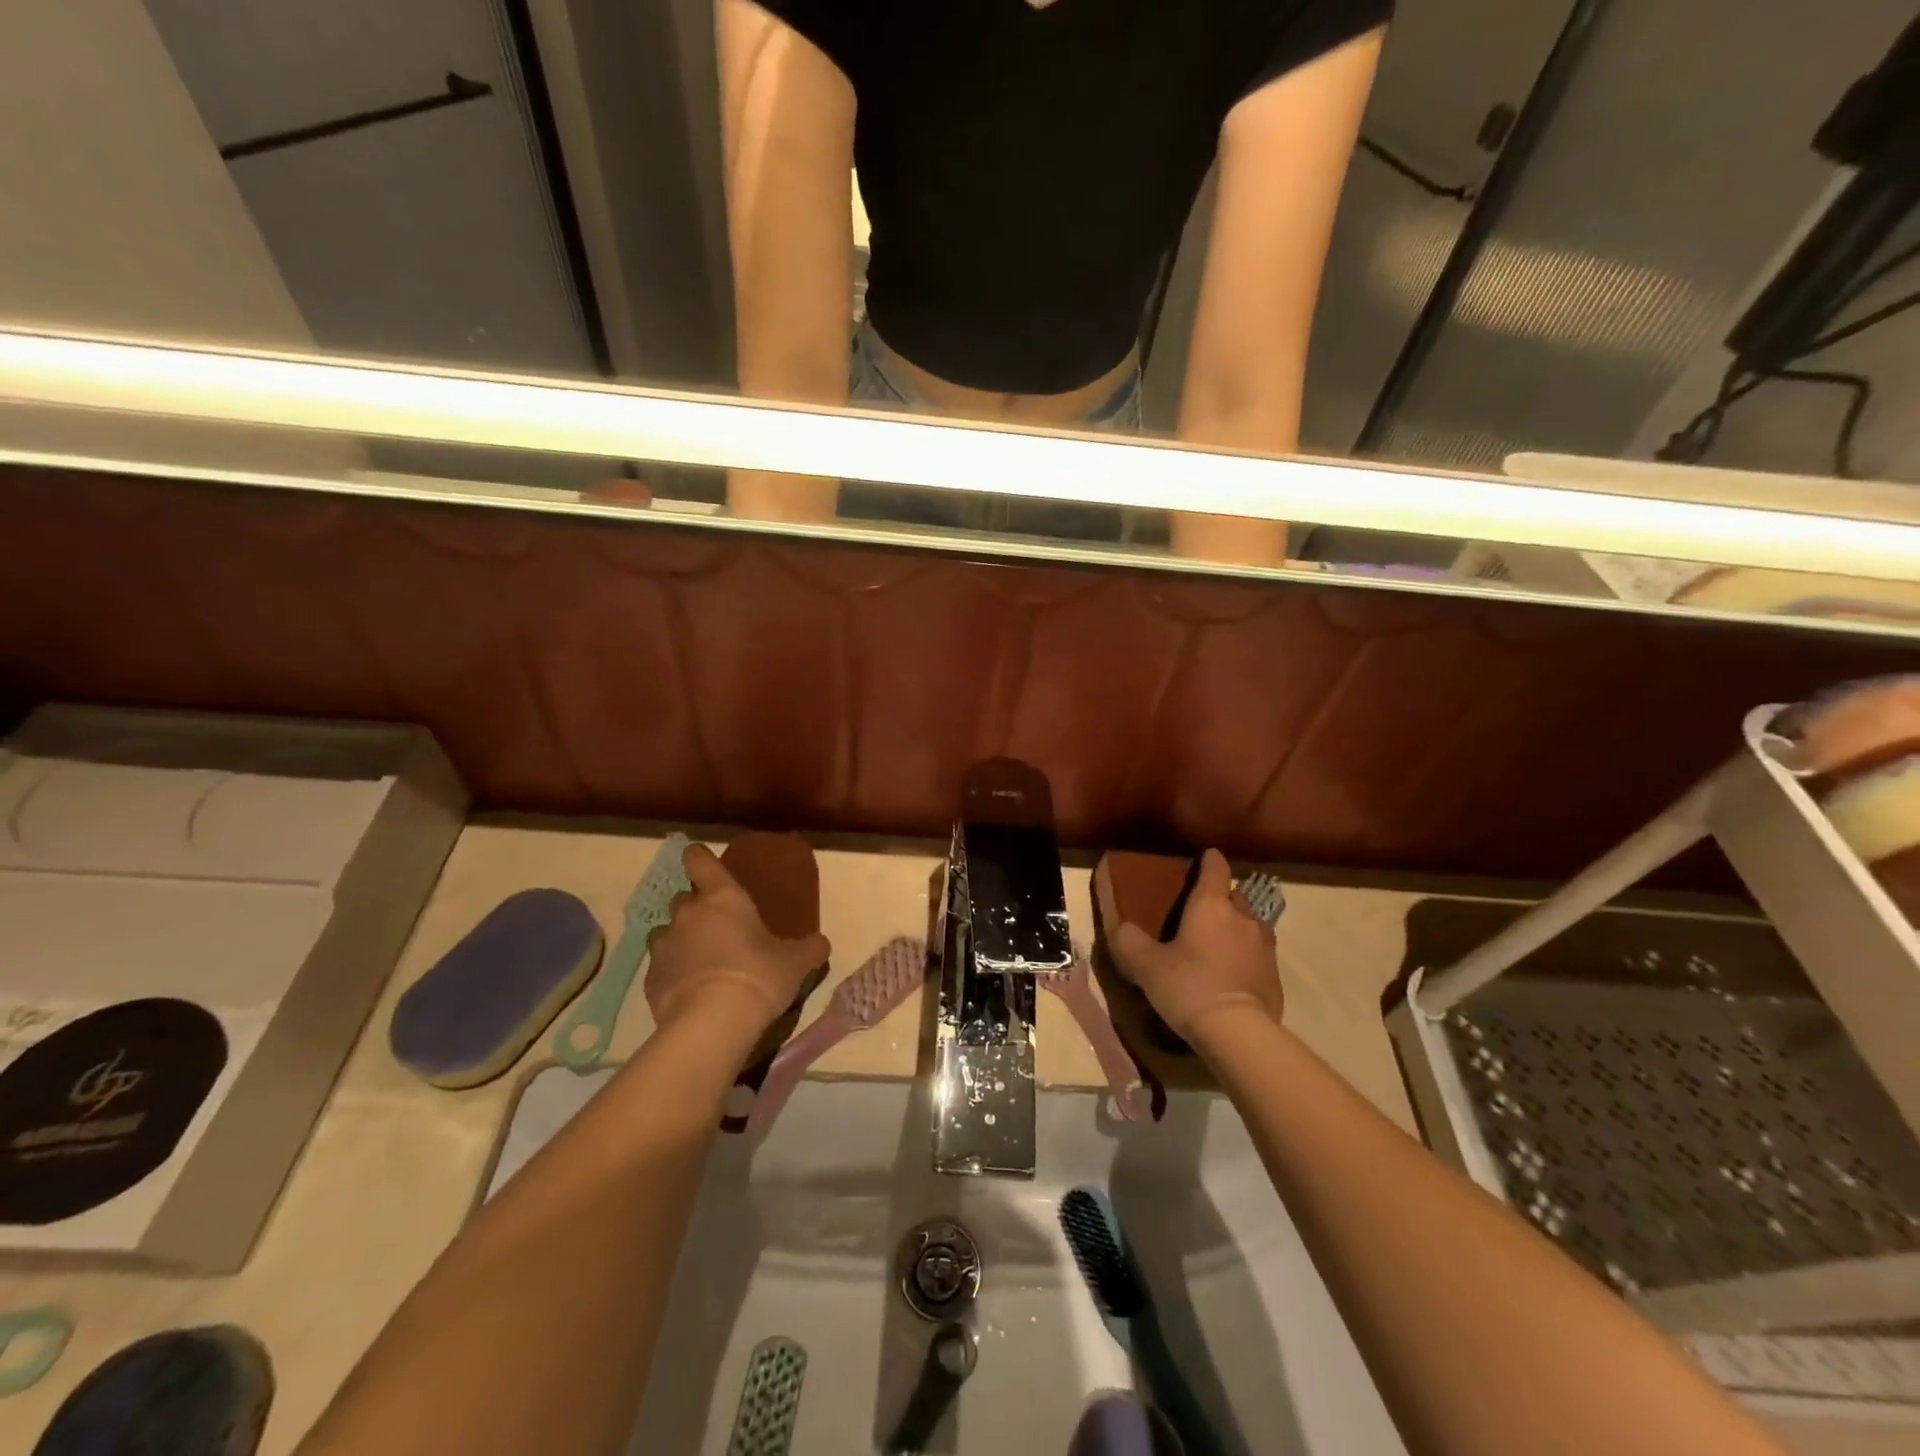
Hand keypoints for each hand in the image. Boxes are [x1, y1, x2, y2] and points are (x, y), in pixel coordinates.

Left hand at [645, 844, 829, 1032]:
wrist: (711, 1024)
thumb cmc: (758, 977)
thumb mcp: (795, 962)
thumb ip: (809, 948)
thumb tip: (821, 943)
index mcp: (723, 897)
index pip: (700, 860)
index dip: (700, 858)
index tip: (703, 862)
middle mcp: (688, 914)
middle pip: (683, 897)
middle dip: (696, 907)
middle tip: (718, 926)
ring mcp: (664, 946)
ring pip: (666, 931)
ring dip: (680, 939)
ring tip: (700, 960)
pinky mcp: (650, 980)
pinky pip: (660, 967)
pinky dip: (672, 972)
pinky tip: (689, 991)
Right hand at [1107, 849, 1281, 1042]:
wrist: (1238, 1033)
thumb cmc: (1189, 986)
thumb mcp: (1146, 965)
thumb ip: (1129, 942)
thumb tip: (1121, 929)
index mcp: (1211, 906)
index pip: (1215, 869)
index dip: (1210, 860)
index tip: (1207, 855)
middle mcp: (1242, 917)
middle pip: (1235, 896)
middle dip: (1222, 898)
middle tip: (1202, 913)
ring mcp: (1264, 946)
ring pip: (1251, 925)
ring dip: (1237, 928)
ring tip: (1218, 944)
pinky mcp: (1275, 975)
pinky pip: (1259, 954)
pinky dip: (1246, 956)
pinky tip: (1232, 974)